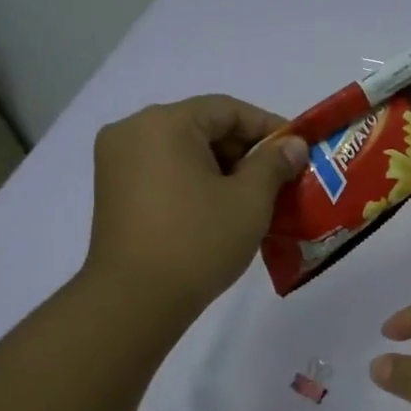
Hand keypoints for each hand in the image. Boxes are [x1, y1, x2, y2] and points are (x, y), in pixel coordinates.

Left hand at [83, 96, 307, 323]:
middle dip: (245, 150)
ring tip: (254, 197)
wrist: (135, 300)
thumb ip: (274, 163)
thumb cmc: (198, 241)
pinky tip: (219, 208)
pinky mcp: (113, 191)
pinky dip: (194, 181)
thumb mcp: (249, 200)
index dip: (269, 127)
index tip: (298, 152)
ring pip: (183, 150)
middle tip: (280, 178)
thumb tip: (293, 145)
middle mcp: (133, 130)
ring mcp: (116, 161)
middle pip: (202, 126)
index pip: (228, 109)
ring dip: (221, 168)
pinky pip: (164, 171)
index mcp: (165, 123)